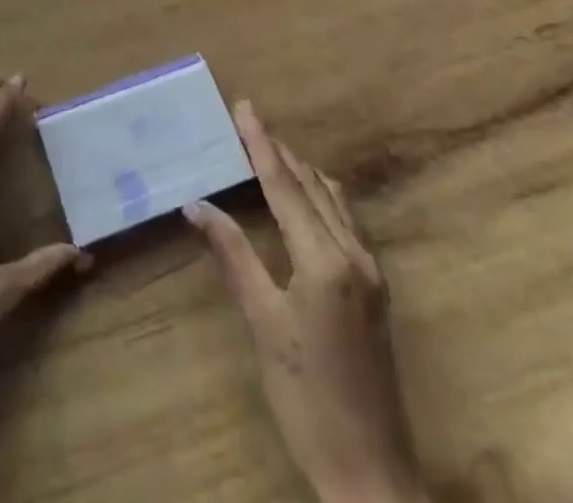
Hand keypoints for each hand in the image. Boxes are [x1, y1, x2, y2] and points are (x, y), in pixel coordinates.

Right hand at [185, 101, 427, 502]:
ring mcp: (371, 270)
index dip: (261, 144)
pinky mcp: (376, 288)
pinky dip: (319, 196)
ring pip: (333, 200)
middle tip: (249, 122)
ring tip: (269, 150)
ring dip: (301, 171)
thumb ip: (233, 255)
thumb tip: (196, 205)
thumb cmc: (306, 399)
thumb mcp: (263, 324)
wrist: (370, 473)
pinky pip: (346, 221)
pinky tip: (304, 197)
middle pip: (312, 186)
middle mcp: (354, 254)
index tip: (244, 107)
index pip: (285, 186)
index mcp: (325, 260)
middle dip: (279, 151)